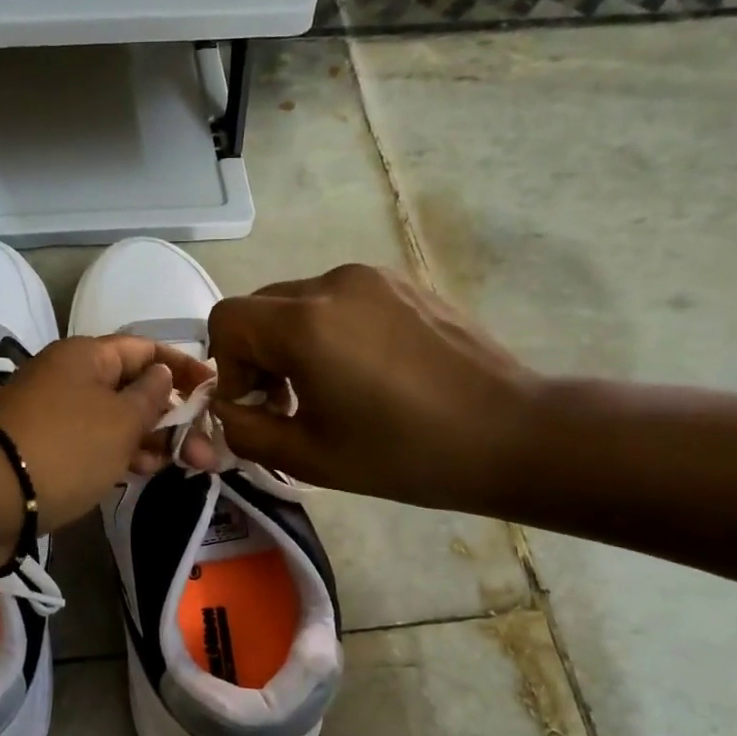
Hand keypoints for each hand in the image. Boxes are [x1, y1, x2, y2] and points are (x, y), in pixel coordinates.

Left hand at [0, 335, 212, 531]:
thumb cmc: (66, 448)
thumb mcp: (121, 420)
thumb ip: (151, 396)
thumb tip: (161, 374)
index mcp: (86, 356)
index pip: (144, 348)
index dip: (182, 366)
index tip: (214, 389)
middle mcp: (69, 378)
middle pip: (132, 387)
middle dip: (173, 416)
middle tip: (206, 451)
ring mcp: (56, 415)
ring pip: (115, 420)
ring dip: (152, 439)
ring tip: (185, 467)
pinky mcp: (46, 450)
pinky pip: (95, 444)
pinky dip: (122, 455)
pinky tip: (144, 472)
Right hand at [203, 265, 541, 512]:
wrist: (510, 434)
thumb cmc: (404, 454)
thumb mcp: (308, 458)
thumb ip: (244, 431)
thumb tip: (225, 409)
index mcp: (305, 325)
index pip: (226, 320)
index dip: (227, 366)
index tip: (259, 405)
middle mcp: (333, 284)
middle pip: (260, 307)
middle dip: (257, 355)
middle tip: (288, 403)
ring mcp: (373, 277)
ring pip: (299, 302)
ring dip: (293, 342)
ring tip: (330, 389)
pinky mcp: (403, 282)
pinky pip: (340, 300)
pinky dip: (330, 330)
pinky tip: (367, 372)